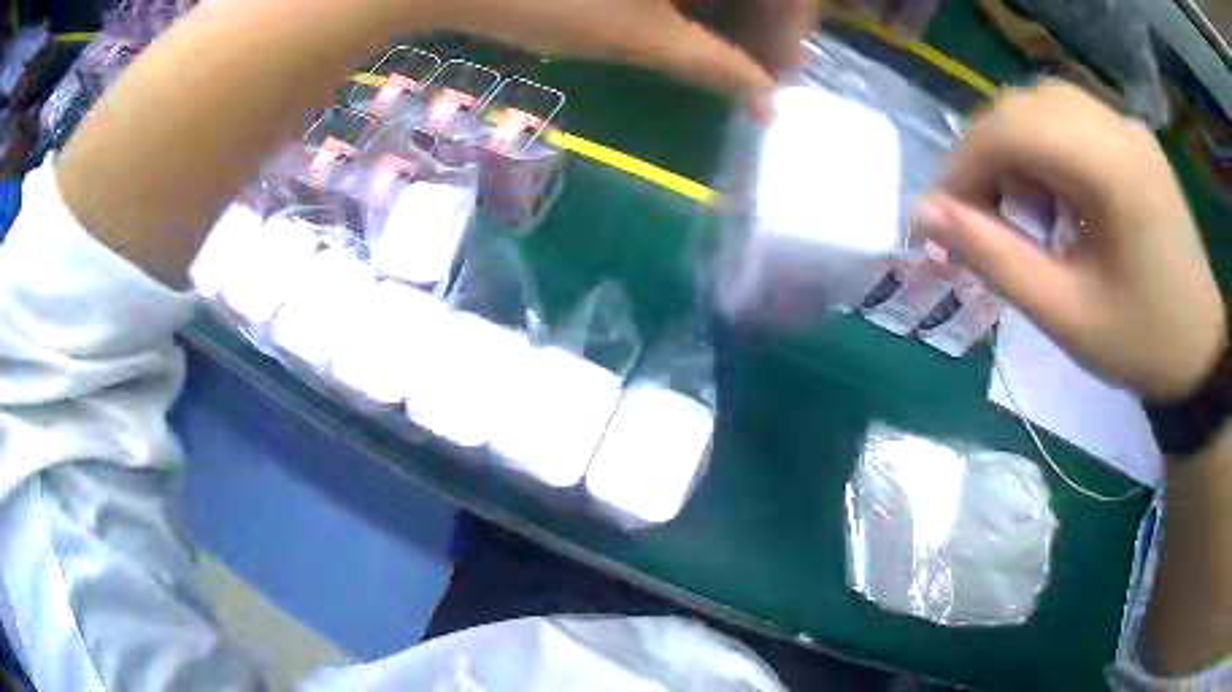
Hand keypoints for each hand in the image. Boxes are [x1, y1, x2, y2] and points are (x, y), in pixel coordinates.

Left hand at [435, 0, 789, 108]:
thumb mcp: (635, 35)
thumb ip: (713, 64)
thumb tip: (767, 102)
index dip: (789, 33)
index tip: (777, 80)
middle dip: (762, 29)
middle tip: (753, 78)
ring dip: (729, 18)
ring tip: (722, 62)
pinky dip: (693, 2)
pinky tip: (685, 28)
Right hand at [913, 82, 1225, 401]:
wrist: (1199, 352)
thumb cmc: (1139, 344)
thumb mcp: (1064, 315)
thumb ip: (994, 258)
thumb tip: (925, 213)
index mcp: (1110, 169)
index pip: (1010, 128)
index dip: (964, 165)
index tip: (945, 217)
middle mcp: (1118, 128)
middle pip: (1024, 106)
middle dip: (988, 154)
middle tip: (982, 215)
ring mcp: (1129, 127)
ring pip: (1045, 104)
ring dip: (1017, 146)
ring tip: (1024, 206)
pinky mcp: (1135, 139)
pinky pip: (1074, 116)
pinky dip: (1048, 144)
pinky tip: (1060, 194)